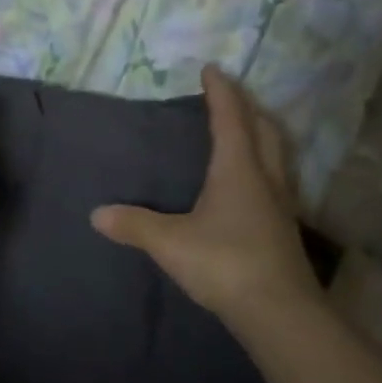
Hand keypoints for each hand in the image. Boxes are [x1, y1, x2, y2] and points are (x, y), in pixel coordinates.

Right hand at [92, 65, 325, 337]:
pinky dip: (265, 164)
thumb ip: (134, 225)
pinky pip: (278, 179)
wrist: (280, 313)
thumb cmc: (225, 263)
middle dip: (248, 107)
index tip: (212, 69)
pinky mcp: (284, 228)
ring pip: (277, 154)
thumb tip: (96, 214)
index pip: (230, 119)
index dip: (221, 92)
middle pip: (264, 129)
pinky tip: (253, 182)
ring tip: (246, 129)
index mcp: (238, 170)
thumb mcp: (170, 243)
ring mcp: (281, 204)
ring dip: (262, 133)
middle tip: (231, 95)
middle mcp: (265, 178)